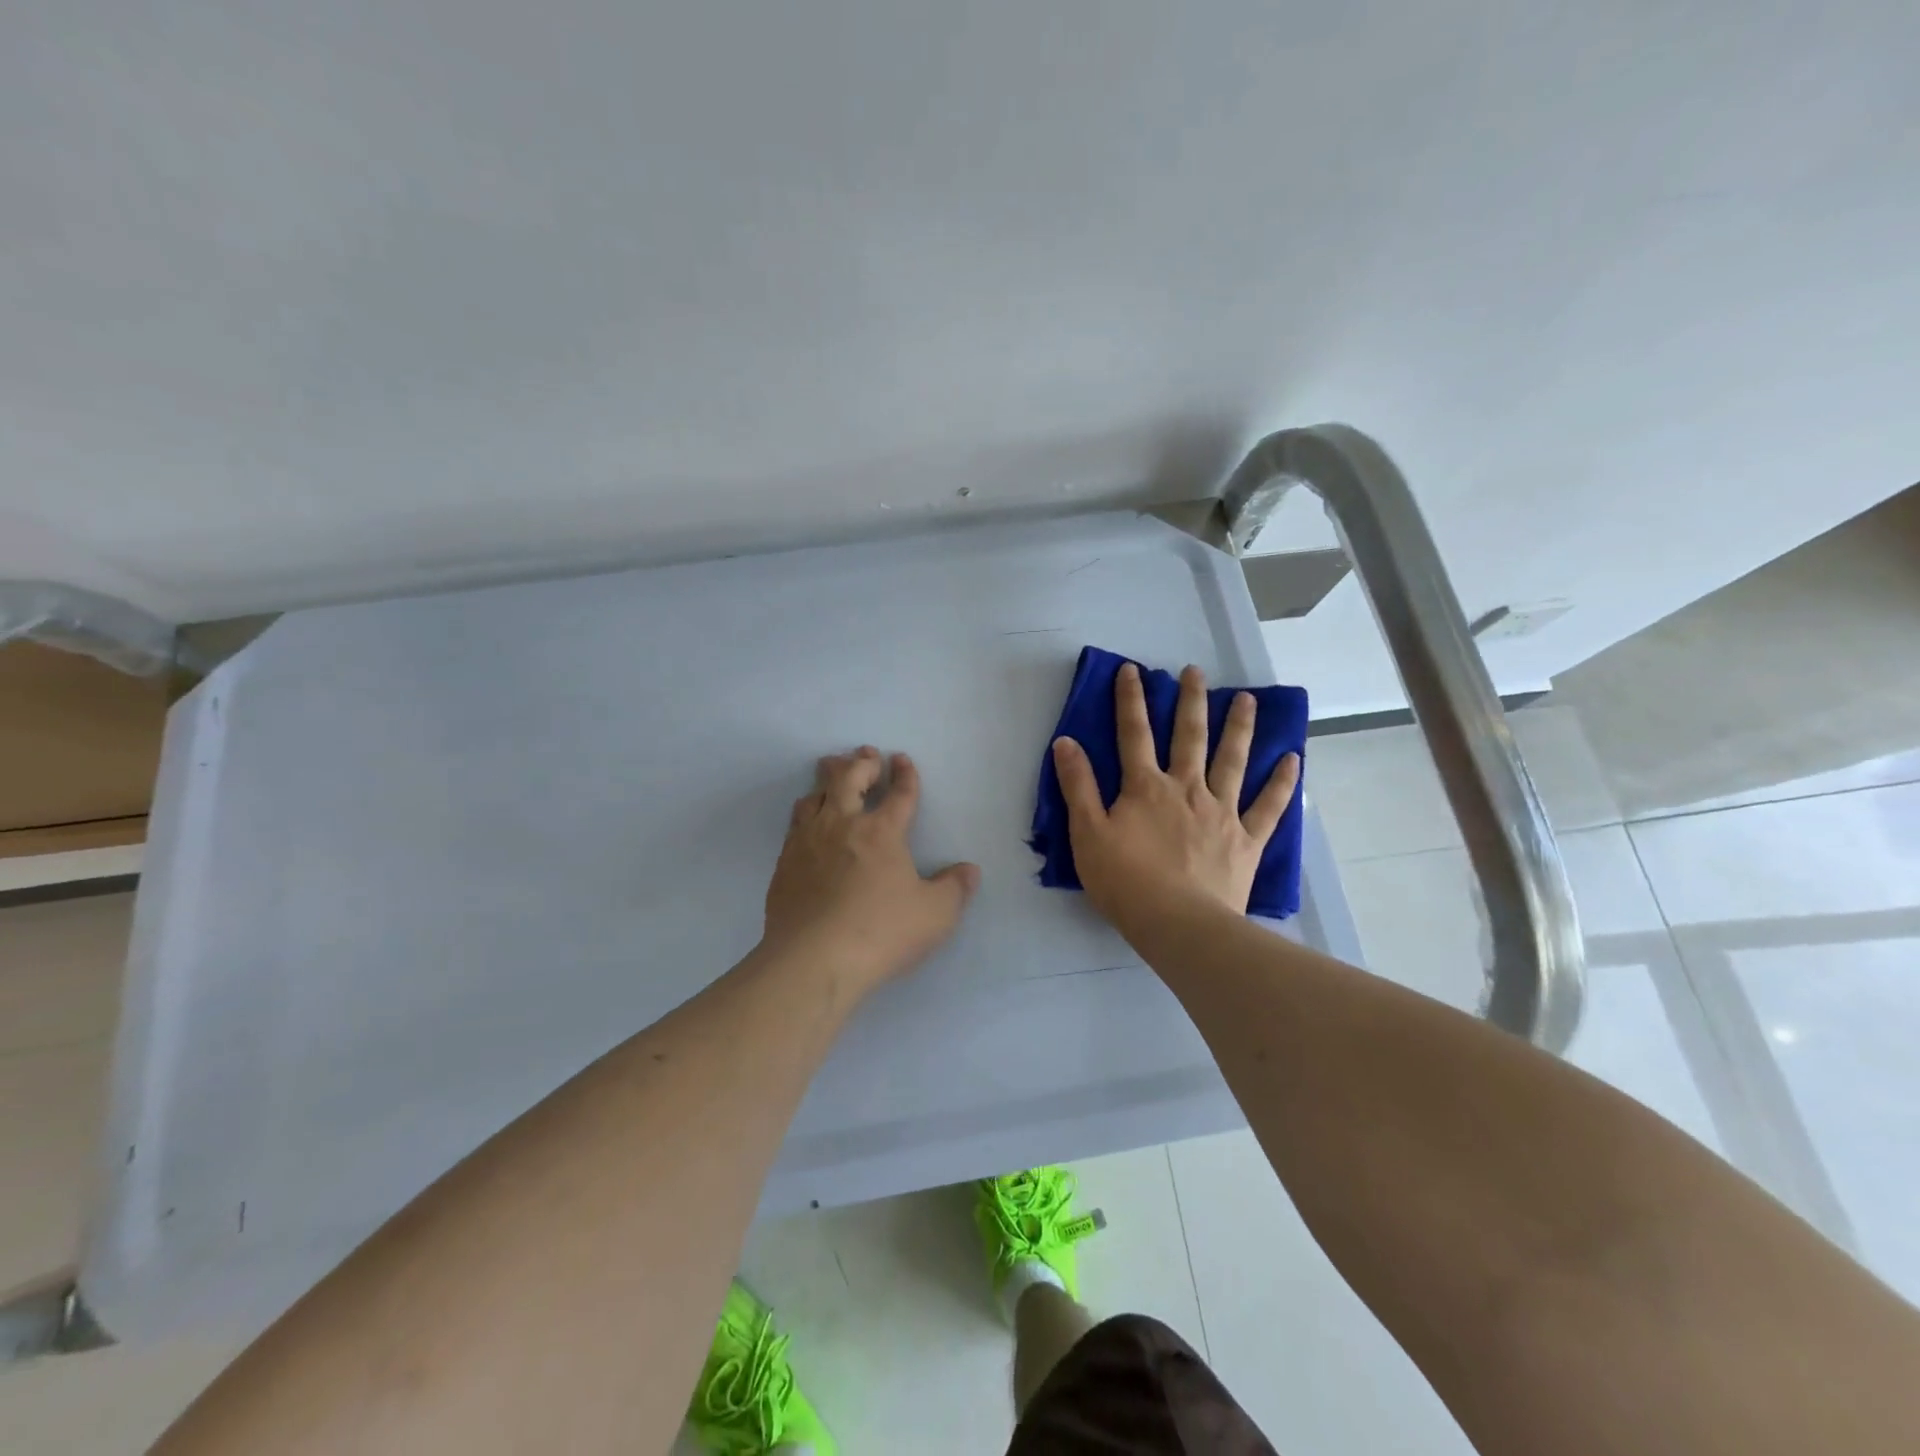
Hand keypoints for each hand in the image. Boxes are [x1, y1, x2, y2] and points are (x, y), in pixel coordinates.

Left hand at [762, 746, 980, 994]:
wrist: (813, 960)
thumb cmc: (881, 932)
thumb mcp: (935, 915)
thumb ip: (954, 889)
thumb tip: (969, 870)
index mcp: (882, 832)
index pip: (899, 793)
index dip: (904, 774)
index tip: (902, 759)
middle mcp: (842, 825)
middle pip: (848, 778)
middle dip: (860, 762)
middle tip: (866, 756)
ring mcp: (808, 842)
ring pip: (814, 795)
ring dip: (827, 781)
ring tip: (832, 779)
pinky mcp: (785, 863)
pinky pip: (794, 824)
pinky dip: (805, 812)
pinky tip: (807, 823)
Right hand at [1051, 663, 1298, 929]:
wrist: (1179, 925)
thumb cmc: (1126, 882)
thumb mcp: (1088, 834)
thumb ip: (1078, 786)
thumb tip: (1066, 742)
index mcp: (1146, 787)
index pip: (1134, 733)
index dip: (1130, 699)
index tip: (1132, 669)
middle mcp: (1187, 788)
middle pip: (1189, 736)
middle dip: (1191, 701)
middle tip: (1196, 671)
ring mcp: (1222, 812)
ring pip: (1232, 761)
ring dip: (1239, 728)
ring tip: (1247, 700)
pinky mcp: (1247, 839)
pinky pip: (1268, 806)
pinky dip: (1282, 783)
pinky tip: (1292, 759)